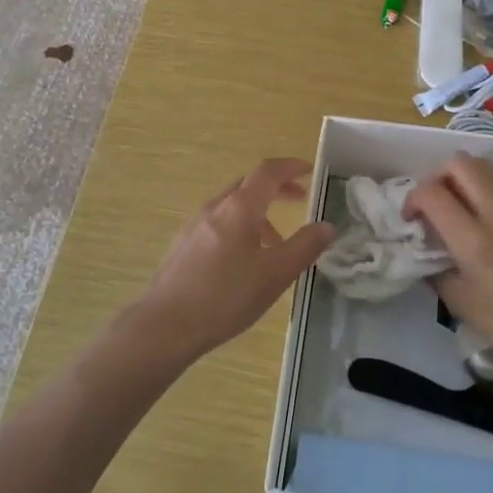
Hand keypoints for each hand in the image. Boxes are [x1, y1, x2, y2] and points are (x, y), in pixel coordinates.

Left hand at [134, 159, 335, 363]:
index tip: (310, 170)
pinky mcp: (183, 244)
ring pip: (232, 205)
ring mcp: (195, 224)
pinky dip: (239, 226)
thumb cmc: (226, 296)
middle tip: (299, 198)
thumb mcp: (275, 274)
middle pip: (249, 184)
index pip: (268, 171)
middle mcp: (215, 207)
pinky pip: (218, 222)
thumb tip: (327, 226)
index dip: (291, 167)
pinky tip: (242, 260)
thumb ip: (304, 247)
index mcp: (239, 207)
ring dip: (258, 211)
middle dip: (276, 187)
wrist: (165, 325)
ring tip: (276, 242)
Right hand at [405, 154, 492, 382]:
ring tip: (463, 210)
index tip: (412, 219)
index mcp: (476, 242)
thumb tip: (426, 250)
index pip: (432, 193)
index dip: (413, 199)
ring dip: (466, 180)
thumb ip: (437, 271)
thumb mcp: (463, 307)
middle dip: (439, 176)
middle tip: (436, 203)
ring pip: (488, 169)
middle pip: (461, 163)